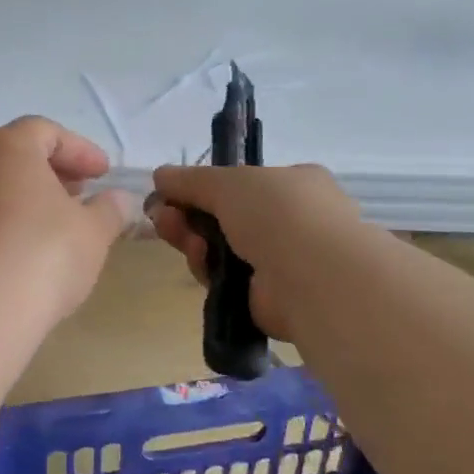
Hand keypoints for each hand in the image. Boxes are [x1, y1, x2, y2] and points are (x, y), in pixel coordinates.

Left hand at [0, 117, 136, 326]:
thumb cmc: (41, 255)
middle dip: (49, 174)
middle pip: (12, 157)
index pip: (46, 132)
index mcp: (6, 147)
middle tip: (78, 198)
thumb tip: (118, 200)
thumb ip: (109, 210)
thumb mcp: (92, 233)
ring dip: (21, 202)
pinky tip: (16, 257)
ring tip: (50, 230)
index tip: (103, 175)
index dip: (79, 151)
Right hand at [147, 163, 359, 343]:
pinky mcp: (268, 297)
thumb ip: (190, 180)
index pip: (242, 184)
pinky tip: (200, 259)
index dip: (203, 188)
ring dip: (193, 240)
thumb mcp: (227, 181)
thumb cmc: (278, 212)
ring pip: (220, 249)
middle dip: (188, 215)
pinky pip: (225, 280)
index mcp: (294, 184)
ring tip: (179, 236)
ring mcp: (282, 261)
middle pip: (224, 217)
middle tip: (162, 217)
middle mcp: (291, 221)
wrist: (314, 276)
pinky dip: (207, 269)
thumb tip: (160, 176)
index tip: (169, 193)